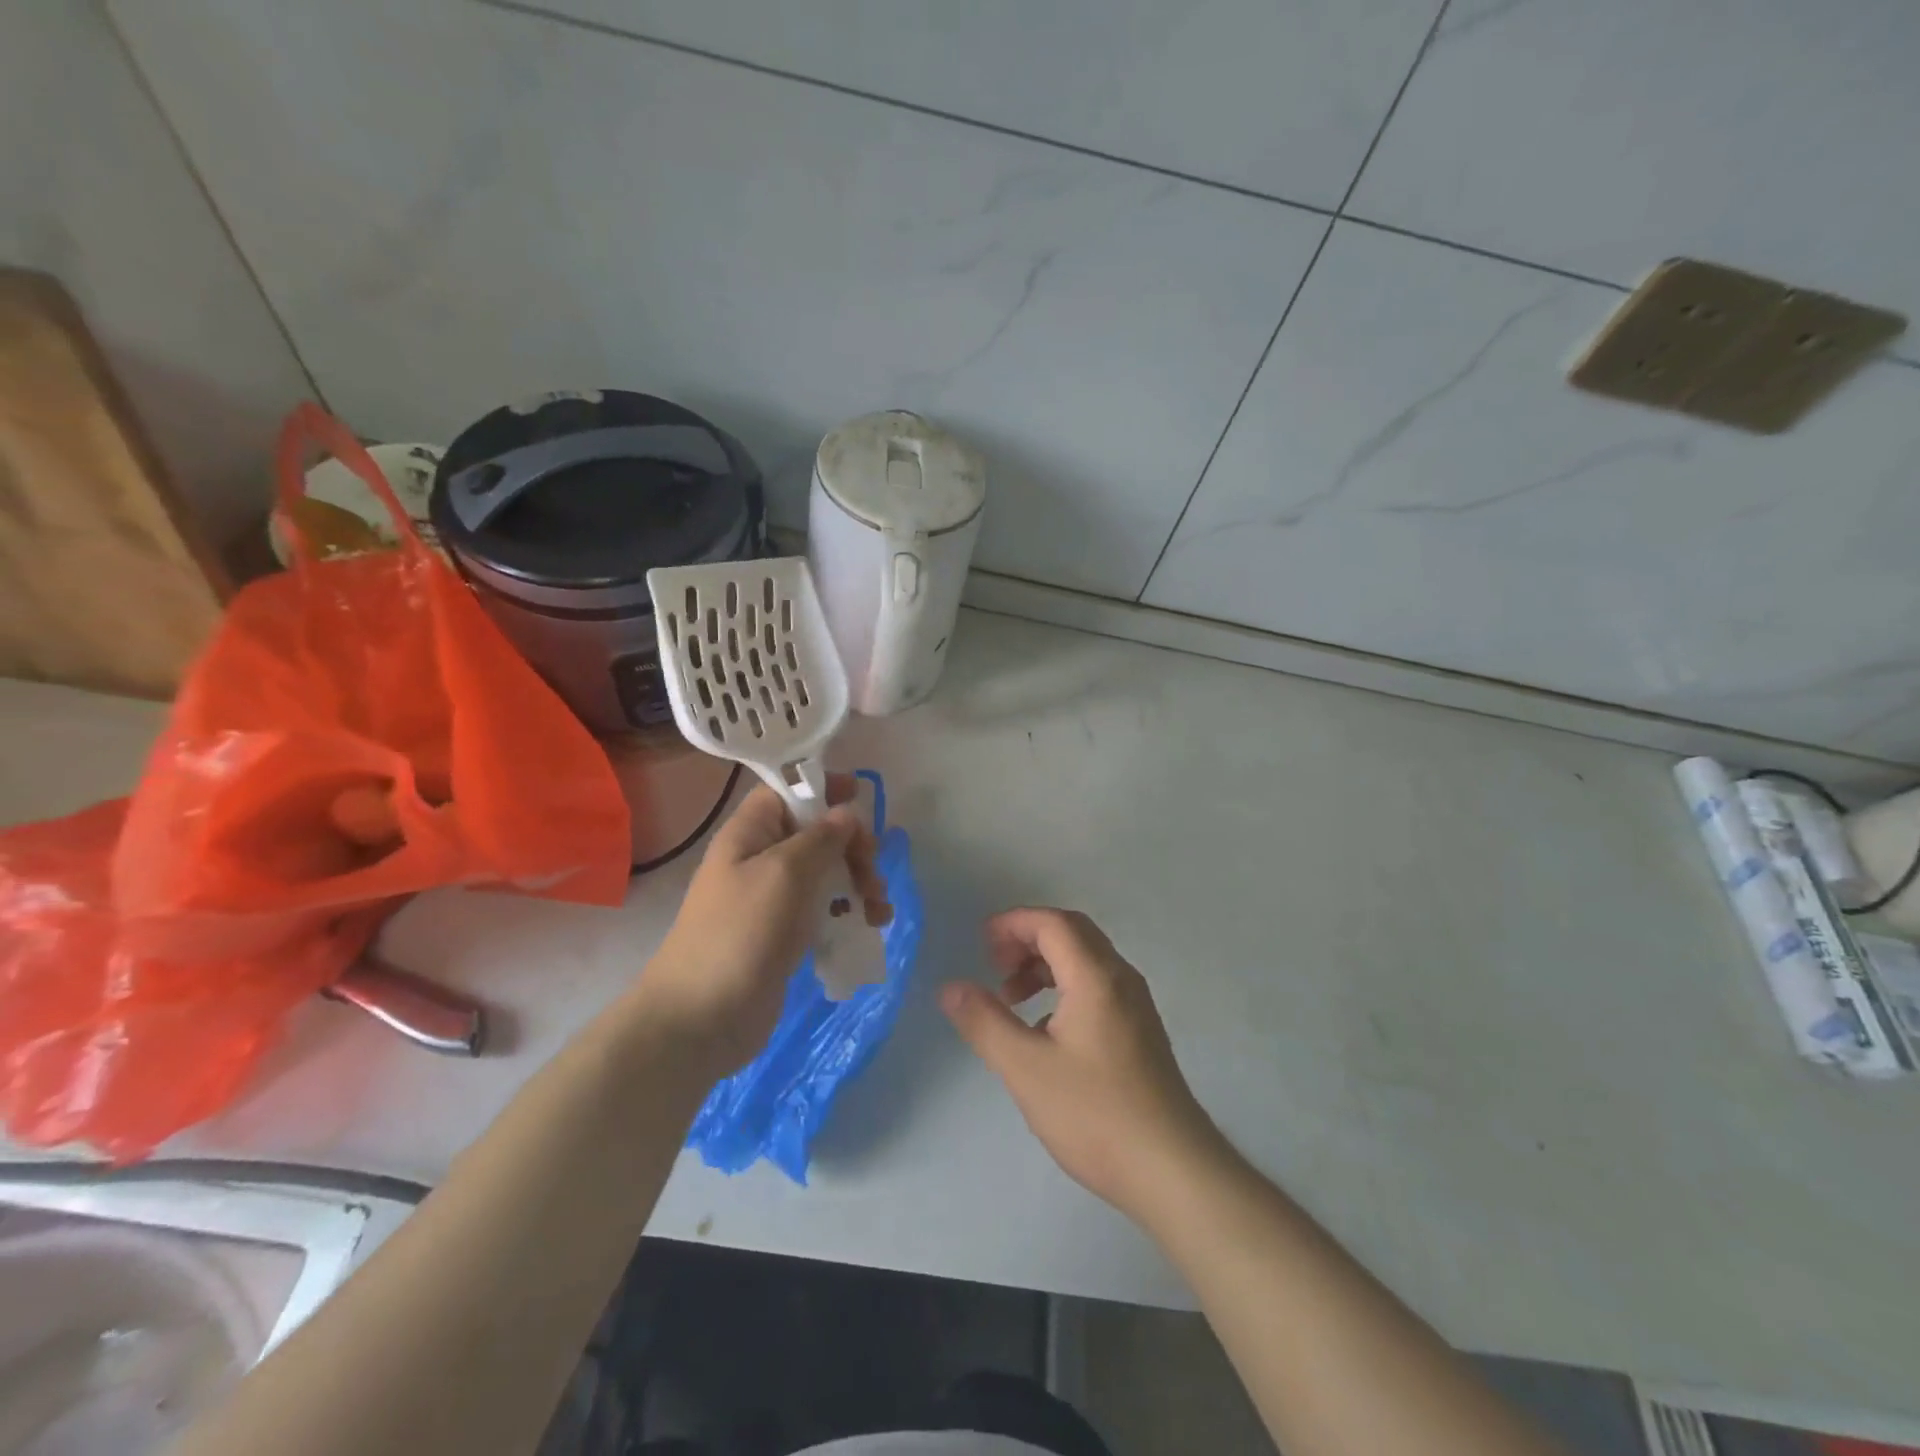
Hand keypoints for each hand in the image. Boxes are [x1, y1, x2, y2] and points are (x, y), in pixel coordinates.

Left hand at [637, 775, 889, 1075]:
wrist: (702, 1019)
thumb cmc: (741, 933)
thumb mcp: (785, 872)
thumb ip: (821, 838)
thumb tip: (846, 813)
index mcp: (750, 834)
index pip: (786, 791)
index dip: (821, 786)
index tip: (860, 795)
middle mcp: (761, 860)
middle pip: (816, 834)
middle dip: (852, 847)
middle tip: (871, 871)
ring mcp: (774, 901)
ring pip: (826, 874)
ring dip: (859, 884)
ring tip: (878, 910)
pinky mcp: (786, 936)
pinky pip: (824, 910)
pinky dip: (850, 913)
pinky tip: (870, 927)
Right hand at [940, 908, 1227, 1221]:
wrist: (1173, 1170)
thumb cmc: (1095, 1114)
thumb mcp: (1026, 1069)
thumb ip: (985, 1022)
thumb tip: (950, 987)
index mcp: (1096, 977)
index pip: (1053, 923)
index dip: (1013, 923)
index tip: (980, 943)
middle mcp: (1121, 979)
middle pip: (1072, 933)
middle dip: (1028, 939)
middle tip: (994, 964)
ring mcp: (1136, 1005)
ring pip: (1086, 960)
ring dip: (1045, 965)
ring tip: (1012, 998)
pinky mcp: (1140, 1031)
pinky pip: (1097, 986)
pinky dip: (1064, 987)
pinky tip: (1045, 1029)